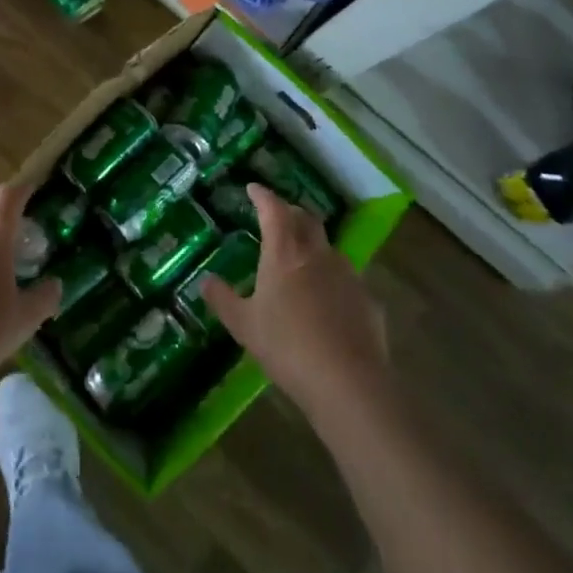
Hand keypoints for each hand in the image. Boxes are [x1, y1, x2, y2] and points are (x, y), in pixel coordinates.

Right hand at [202, 184, 389, 418]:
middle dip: (290, 212)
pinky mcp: (368, 300)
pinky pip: (345, 278)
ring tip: (299, 259)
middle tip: (276, 217)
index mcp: (285, 252)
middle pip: (306, 219)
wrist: (348, 383)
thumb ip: (222, 299)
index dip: (263, 196)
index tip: (253, 189)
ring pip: (328, 247)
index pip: (274, 209)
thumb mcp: (244, 325)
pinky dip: (331, 277)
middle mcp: (318, 254)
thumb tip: (205, 280)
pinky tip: (326, 300)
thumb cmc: (287, 346)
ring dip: (312, 244)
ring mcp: (348, 275)